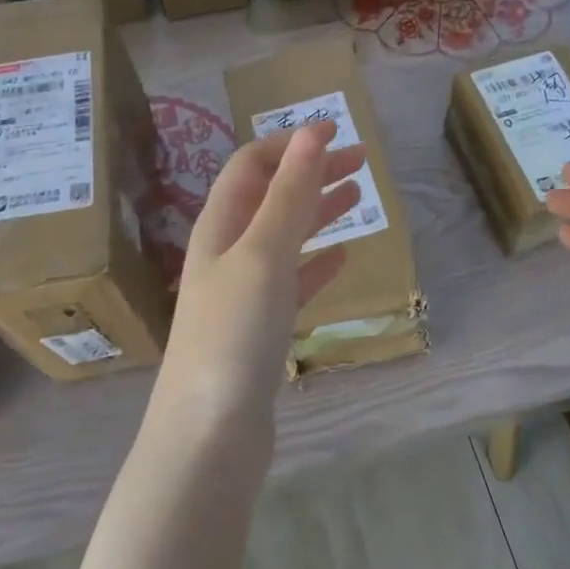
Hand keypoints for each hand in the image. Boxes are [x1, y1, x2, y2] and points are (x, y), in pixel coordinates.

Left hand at [153, 123, 364, 440]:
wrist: (209, 435)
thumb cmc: (233, 334)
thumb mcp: (263, 254)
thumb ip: (288, 195)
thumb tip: (309, 133)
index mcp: (219, 226)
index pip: (251, 165)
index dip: (291, 144)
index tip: (337, 132)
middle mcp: (226, 252)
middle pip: (270, 197)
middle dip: (311, 173)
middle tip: (360, 161)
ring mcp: (242, 293)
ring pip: (284, 238)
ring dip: (317, 212)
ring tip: (358, 196)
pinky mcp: (259, 331)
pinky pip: (292, 282)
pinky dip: (317, 263)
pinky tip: (342, 258)